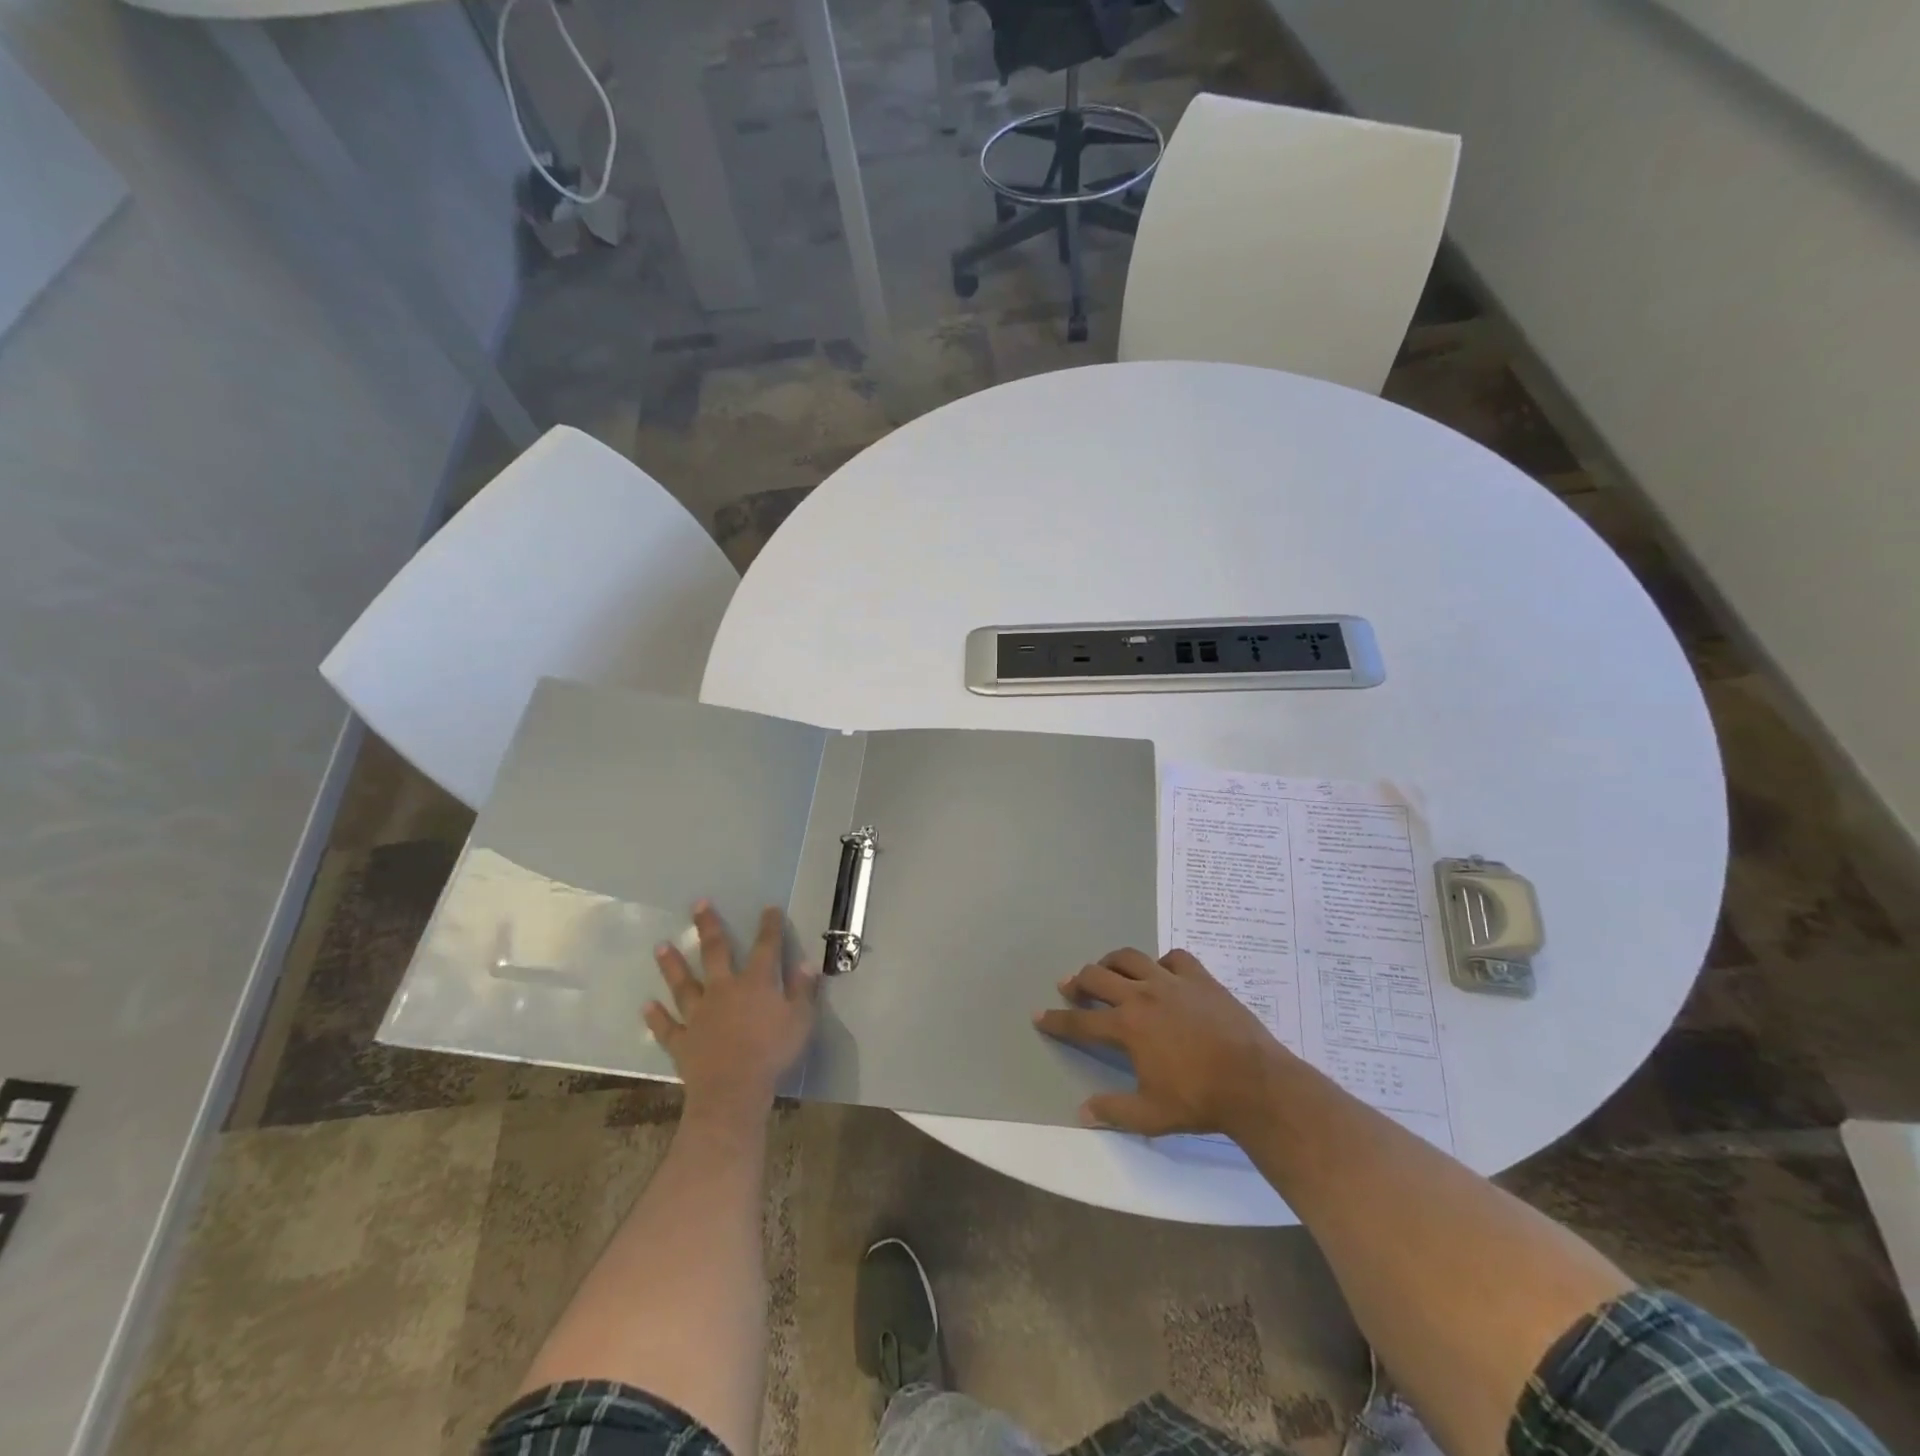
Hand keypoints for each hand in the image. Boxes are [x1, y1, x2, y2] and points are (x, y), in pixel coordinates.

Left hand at [646, 902, 819, 1113]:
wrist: (733, 1091)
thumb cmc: (773, 1053)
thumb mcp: (801, 1020)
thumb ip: (803, 991)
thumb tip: (806, 963)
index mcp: (756, 983)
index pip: (766, 947)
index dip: (769, 927)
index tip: (769, 908)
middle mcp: (723, 990)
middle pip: (715, 953)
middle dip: (708, 927)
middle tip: (697, 904)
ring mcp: (699, 1014)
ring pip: (683, 984)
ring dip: (672, 965)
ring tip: (661, 946)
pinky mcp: (682, 1040)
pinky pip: (668, 1026)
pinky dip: (656, 1017)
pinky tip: (647, 1006)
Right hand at [1035, 947, 1291, 1136]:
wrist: (1254, 1082)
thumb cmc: (1199, 1100)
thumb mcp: (1151, 1114)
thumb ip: (1114, 1110)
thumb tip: (1082, 1111)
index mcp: (1127, 1026)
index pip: (1081, 1021)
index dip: (1057, 1020)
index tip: (1039, 1015)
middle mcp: (1143, 995)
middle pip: (1098, 976)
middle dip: (1078, 981)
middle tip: (1070, 987)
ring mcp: (1172, 981)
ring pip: (1130, 957)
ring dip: (1111, 961)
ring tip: (1107, 970)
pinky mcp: (1200, 978)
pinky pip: (1174, 958)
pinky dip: (1162, 963)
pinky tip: (1162, 973)